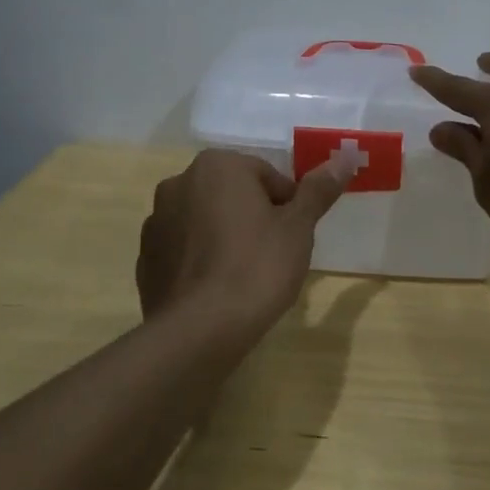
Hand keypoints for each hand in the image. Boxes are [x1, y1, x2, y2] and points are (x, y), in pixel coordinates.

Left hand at [136, 149, 352, 332]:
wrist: (200, 331)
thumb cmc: (257, 267)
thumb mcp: (298, 227)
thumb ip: (318, 190)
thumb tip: (344, 157)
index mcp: (217, 166)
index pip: (266, 177)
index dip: (287, 206)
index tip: (293, 237)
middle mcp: (179, 182)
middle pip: (232, 195)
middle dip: (253, 218)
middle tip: (273, 255)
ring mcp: (156, 222)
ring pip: (205, 221)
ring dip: (224, 237)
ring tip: (244, 276)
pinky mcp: (145, 258)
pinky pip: (184, 250)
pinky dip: (201, 261)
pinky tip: (217, 291)